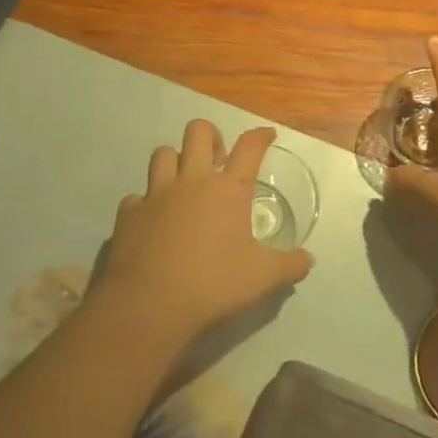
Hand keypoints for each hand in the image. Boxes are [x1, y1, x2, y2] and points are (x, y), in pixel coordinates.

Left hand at [93, 120, 313, 347]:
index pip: (249, 147)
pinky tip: (153, 222)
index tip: (266, 135)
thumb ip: (289, 265)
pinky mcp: (128, 214)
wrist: (148, 305)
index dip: (260, 136)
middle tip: (217, 160)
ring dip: (175, 162)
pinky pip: (137, 197)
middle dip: (210, 136)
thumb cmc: (213, 285)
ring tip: (183, 184)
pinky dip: (146, 204)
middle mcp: (191, 181)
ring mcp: (156, 194)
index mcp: (228, 190)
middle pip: (198, 132)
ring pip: (162, 154)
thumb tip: (308, 260)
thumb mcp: (263, 279)